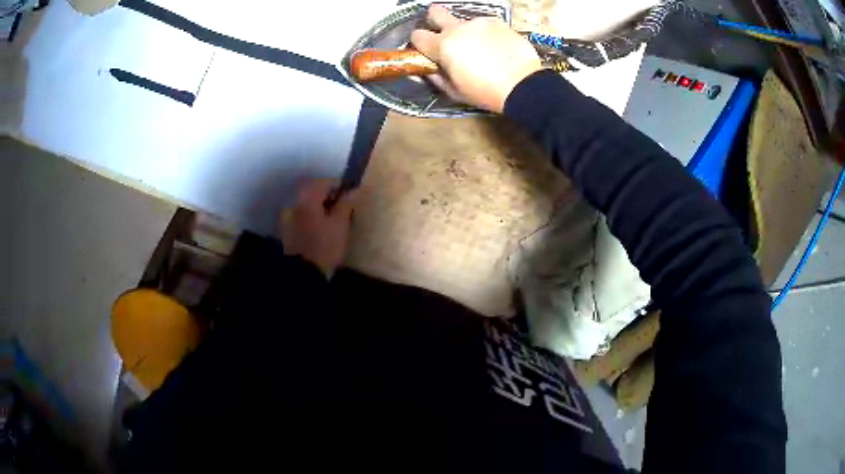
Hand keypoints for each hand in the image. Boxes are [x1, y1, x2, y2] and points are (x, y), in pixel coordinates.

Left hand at [279, 179, 356, 277]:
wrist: (303, 274)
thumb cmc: (325, 246)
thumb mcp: (341, 225)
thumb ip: (346, 204)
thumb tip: (353, 191)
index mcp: (307, 199)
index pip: (323, 182)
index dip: (337, 185)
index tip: (349, 193)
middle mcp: (294, 204)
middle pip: (311, 192)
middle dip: (326, 196)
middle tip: (341, 205)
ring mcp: (287, 219)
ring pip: (305, 206)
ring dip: (318, 208)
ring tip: (331, 219)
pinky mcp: (286, 233)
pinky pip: (300, 218)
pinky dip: (310, 219)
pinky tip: (319, 229)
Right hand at [410, 5, 541, 112]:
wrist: (523, 85)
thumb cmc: (486, 92)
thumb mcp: (455, 91)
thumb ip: (437, 76)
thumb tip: (431, 69)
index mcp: (443, 45)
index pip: (417, 35)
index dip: (419, 43)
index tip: (427, 50)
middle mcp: (458, 28)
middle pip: (435, 12)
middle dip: (434, 20)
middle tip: (443, 34)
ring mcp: (479, 22)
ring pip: (464, 22)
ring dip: (466, 32)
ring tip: (480, 49)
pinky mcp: (498, 22)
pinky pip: (484, 25)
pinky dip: (485, 34)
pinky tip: (495, 48)